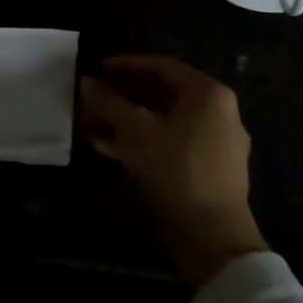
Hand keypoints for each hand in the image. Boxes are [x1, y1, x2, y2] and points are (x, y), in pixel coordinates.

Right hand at [79, 54, 267, 283]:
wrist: (213, 238)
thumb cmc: (176, 170)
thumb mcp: (135, 130)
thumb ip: (109, 102)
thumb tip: (86, 82)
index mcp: (208, 95)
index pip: (162, 66)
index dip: (125, 64)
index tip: (97, 68)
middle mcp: (216, 113)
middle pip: (160, 94)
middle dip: (120, 96)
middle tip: (90, 98)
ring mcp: (213, 144)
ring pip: (160, 121)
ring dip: (124, 120)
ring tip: (88, 123)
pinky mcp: (204, 171)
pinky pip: (166, 144)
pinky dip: (138, 141)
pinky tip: (104, 145)